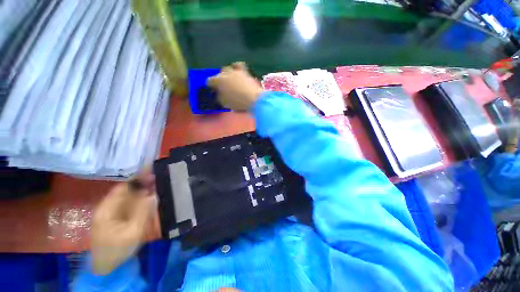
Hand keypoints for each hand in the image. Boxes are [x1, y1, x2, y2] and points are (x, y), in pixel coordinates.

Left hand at [90, 173, 156, 274]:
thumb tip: (152, 194)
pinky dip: (141, 198)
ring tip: (157, 184)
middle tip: (158, 177)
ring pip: (129, 196)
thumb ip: (143, 212)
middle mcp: (109, 206)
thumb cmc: (117, 249)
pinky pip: (131, 203)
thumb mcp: (132, 232)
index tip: (152, 171)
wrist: (107, 266)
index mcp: (107, 208)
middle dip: (142, 182)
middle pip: (126, 190)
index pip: (123, 187)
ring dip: (143, 189)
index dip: (137, 178)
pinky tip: (150, 196)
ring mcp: (113, 212)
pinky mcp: (118, 217)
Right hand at [207, 62, 263, 110]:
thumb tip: (218, 93)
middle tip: (222, 88)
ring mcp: (235, 71)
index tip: (213, 90)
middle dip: (219, 80)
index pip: (210, 81)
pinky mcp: (244, 72)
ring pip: (227, 69)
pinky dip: (235, 67)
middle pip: (219, 74)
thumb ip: (219, 97)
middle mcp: (225, 73)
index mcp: (218, 81)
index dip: (210, 86)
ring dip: (226, 75)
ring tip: (229, 81)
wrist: (254, 99)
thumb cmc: (238, 103)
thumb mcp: (224, 103)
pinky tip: (236, 70)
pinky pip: (238, 65)